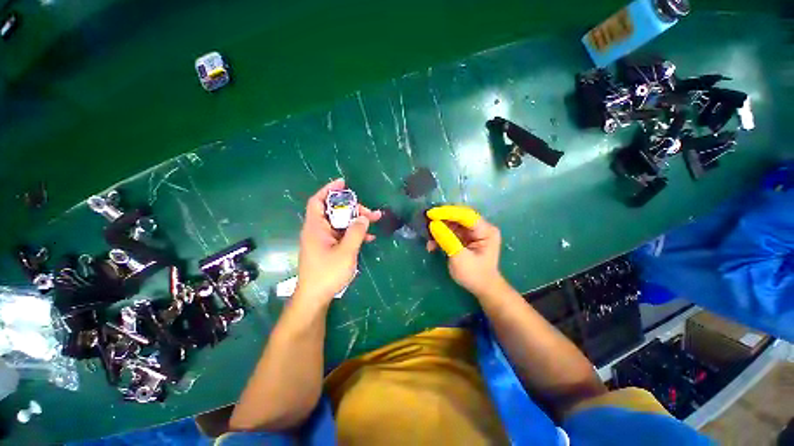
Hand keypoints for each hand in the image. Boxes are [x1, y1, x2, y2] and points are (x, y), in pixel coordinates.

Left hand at [295, 179, 381, 304]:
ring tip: (375, 220)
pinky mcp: (330, 248)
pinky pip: (343, 235)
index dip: (329, 190)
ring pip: (341, 223)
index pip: (318, 201)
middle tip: (370, 212)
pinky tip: (368, 237)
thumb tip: (363, 217)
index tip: (344, 183)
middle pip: (335, 211)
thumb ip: (356, 232)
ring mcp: (324, 240)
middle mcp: (318, 230)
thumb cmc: (327, 274)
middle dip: (353, 208)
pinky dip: (354, 233)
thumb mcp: (346, 252)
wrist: (315, 297)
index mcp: (316, 228)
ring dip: (357, 221)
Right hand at [426, 206, 502, 296]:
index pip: (465, 215)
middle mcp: (480, 228)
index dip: (447, 213)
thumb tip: (433, 224)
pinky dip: (441, 236)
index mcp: (486, 230)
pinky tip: (432, 245)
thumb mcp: (459, 257)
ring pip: (453, 224)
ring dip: (439, 229)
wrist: (482, 289)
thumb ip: (447, 239)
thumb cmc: (474, 275)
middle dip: (442, 220)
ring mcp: (473, 233)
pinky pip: (451, 232)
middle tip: (426, 222)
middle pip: (459, 218)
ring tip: (428, 237)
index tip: (431, 214)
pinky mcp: (465, 238)